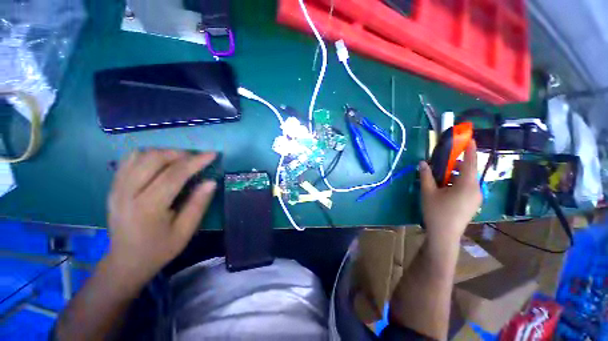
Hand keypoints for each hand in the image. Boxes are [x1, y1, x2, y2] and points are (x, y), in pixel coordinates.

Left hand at [106, 150, 216, 283]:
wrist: (126, 261)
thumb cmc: (159, 249)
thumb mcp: (185, 231)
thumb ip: (198, 204)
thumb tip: (211, 181)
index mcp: (148, 207)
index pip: (174, 174)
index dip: (195, 162)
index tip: (212, 154)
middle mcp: (127, 193)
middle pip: (153, 159)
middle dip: (179, 154)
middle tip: (196, 159)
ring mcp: (116, 188)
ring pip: (140, 155)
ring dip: (164, 153)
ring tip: (180, 160)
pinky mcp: (113, 187)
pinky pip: (128, 160)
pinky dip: (148, 156)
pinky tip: (160, 164)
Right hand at [419, 141, 481, 242]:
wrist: (444, 235)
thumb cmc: (436, 212)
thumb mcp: (428, 192)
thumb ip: (426, 176)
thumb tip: (423, 163)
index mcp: (466, 185)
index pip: (471, 162)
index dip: (471, 149)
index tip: (469, 138)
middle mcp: (476, 189)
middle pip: (468, 171)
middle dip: (456, 163)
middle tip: (441, 162)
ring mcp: (476, 197)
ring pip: (467, 179)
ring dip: (455, 174)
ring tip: (440, 176)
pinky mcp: (473, 203)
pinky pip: (467, 187)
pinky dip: (457, 182)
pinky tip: (445, 187)